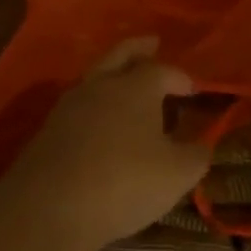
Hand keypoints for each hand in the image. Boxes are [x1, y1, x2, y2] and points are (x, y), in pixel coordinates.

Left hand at [1, 37, 209, 250]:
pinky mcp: (48, 129)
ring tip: (124, 82)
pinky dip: (94, 103)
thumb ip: (195, 156)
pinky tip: (99, 119)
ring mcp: (70, 105)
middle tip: (151, 43)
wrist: (49, 207)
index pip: (163, 70)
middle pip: (121, 54)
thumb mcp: (176, 174)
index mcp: (137, 87)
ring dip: (112, 73)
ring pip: (95, 76)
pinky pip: (78, 104)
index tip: (192, 89)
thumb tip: (202, 145)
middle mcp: (102, 85)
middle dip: (138, 48)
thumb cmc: (123, 182)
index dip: (180, 77)